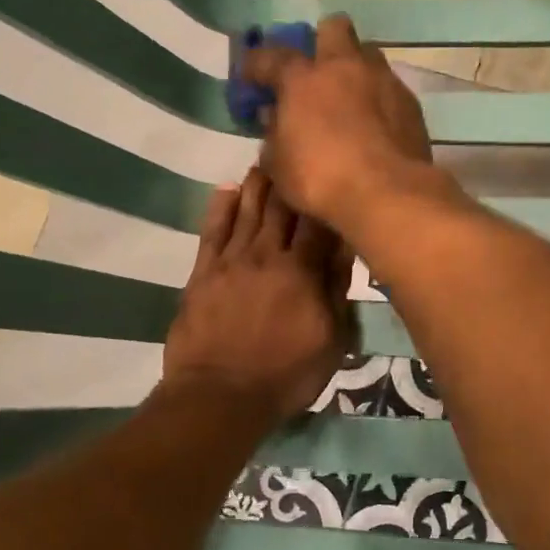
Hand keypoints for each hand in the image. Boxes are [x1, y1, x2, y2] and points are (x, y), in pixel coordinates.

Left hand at [161, 169, 353, 420]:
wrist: (220, 396)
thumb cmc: (286, 374)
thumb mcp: (332, 341)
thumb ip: (338, 291)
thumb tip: (346, 249)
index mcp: (303, 271)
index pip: (318, 222)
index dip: (324, 197)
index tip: (330, 174)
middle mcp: (267, 255)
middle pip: (280, 208)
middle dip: (289, 180)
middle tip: (294, 154)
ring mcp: (231, 261)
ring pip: (247, 212)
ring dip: (257, 185)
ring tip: (264, 161)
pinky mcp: (203, 273)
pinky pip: (212, 231)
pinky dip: (220, 207)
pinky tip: (226, 190)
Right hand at [241, 14, 433, 228]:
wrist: (387, 193)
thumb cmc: (321, 179)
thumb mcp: (279, 165)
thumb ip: (273, 135)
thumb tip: (274, 119)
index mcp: (303, 79)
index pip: (271, 56)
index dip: (256, 64)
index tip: (251, 78)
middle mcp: (345, 67)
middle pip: (334, 28)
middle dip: (321, 42)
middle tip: (315, 71)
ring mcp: (383, 80)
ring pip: (368, 54)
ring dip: (355, 68)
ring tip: (348, 97)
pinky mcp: (411, 102)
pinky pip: (390, 87)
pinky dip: (378, 98)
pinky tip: (374, 123)